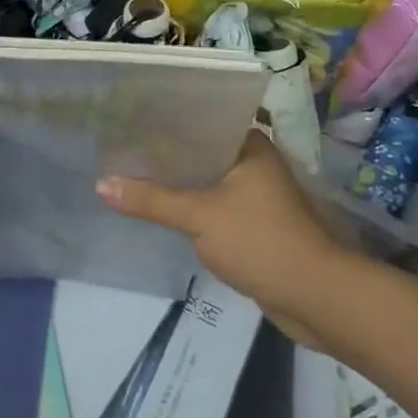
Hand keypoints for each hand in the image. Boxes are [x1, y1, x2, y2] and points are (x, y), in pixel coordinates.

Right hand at [97, 131, 352, 350]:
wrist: (317, 298)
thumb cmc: (262, 242)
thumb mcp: (200, 216)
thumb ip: (151, 200)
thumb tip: (100, 184)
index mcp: (250, 145)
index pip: (200, 119)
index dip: (164, 120)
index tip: (128, 118)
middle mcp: (254, 162)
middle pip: (199, 151)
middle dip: (164, 153)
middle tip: (119, 146)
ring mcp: (255, 194)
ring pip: (204, 180)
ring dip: (175, 181)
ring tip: (129, 172)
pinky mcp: (252, 224)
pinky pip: (211, 205)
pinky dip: (188, 205)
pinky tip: (157, 206)